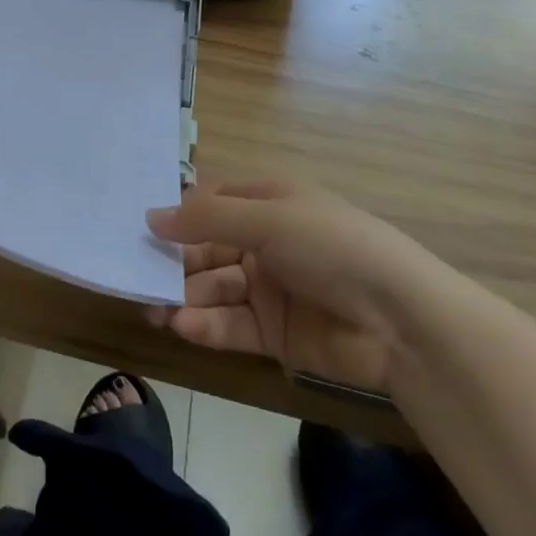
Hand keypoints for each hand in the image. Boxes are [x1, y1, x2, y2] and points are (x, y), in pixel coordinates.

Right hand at [144, 181, 439, 394]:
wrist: (401, 320)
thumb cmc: (331, 246)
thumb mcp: (268, 219)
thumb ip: (206, 219)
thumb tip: (150, 216)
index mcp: (268, 202)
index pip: (211, 204)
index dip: (177, 215)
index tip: (138, 230)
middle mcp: (265, 241)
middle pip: (207, 249)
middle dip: (174, 263)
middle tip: (134, 278)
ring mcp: (270, 288)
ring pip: (214, 289)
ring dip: (184, 297)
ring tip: (152, 309)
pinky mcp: (275, 333)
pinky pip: (232, 324)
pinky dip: (207, 325)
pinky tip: (183, 326)